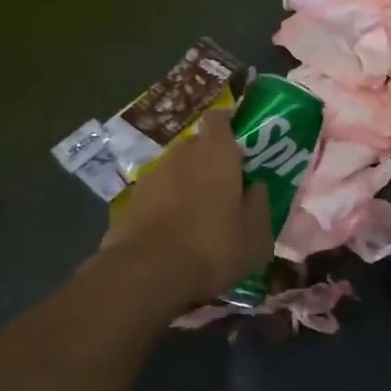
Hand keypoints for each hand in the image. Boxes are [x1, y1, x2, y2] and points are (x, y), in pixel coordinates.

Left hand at [96, 109, 272, 317]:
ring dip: (186, 183)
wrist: (147, 273)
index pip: (219, 117)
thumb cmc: (212, 246)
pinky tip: (173, 232)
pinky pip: (157, 193)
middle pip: (198, 145)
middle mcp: (182, 153)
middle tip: (224, 187)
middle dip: (210, 160)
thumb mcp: (256, 234)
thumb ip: (259, 203)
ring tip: (197, 215)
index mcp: (216, 152)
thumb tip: (256, 187)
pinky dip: (166, 204)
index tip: (240, 144)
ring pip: (176, 169)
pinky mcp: (131, 200)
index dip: (229, 126)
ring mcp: (152, 175)